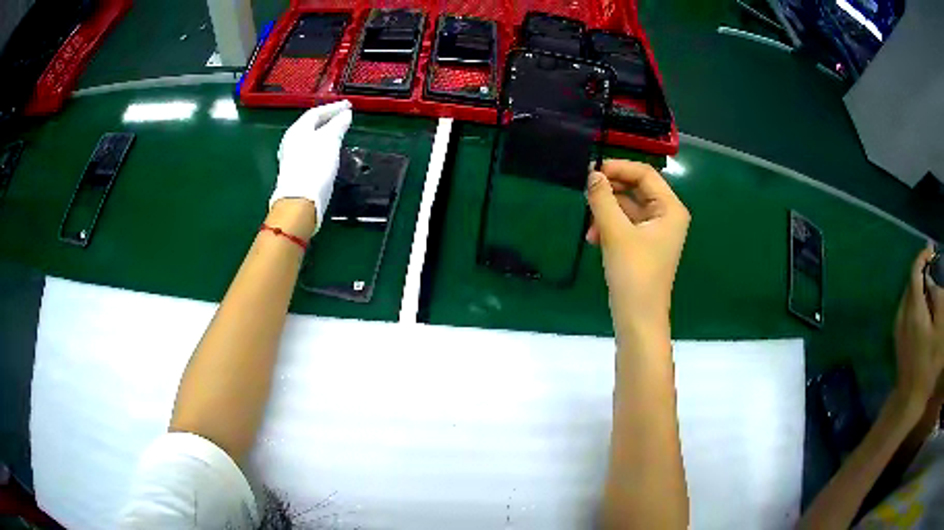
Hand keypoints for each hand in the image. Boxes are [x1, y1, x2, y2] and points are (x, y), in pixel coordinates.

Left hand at [271, 100, 352, 232]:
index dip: (333, 107)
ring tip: (337, 132)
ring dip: (324, 133)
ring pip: (309, 139)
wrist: (300, 201)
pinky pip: (309, 151)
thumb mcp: (330, 140)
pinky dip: (321, 146)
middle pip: (310, 125)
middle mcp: (291, 141)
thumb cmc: (314, 165)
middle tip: (343, 116)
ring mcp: (291, 158)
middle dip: (327, 119)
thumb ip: (338, 125)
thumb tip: (345, 114)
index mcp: (297, 129)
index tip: (349, 105)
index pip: (316, 112)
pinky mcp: (295, 172)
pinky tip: (328, 151)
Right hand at [585, 160, 689, 342]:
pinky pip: (626, 224)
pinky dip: (610, 227)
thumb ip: (603, 199)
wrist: (638, 319)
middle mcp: (667, 216)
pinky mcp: (645, 245)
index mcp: (670, 209)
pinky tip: (594, 238)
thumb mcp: (616, 233)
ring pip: (628, 207)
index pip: (645, 174)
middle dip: (611, 192)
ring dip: (607, 212)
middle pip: (637, 189)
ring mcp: (657, 231)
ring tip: (589, 225)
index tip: (591, 171)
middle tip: (585, 194)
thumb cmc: (634, 274)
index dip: (619, 168)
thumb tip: (591, 174)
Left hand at [894, 246, 943, 407]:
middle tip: (934, 267)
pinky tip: (924, 307)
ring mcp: (898, 327)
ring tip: (931, 285)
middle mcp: (902, 313)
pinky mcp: (898, 339)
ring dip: (919, 286)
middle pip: (911, 282)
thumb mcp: (939, 329)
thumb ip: (936, 298)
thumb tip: (930, 278)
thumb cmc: (928, 366)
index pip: (915, 272)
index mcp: (913, 309)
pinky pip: (906, 309)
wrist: (909, 401)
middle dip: (922, 270)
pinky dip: (915, 300)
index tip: (932, 251)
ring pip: (908, 295)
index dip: (923, 257)